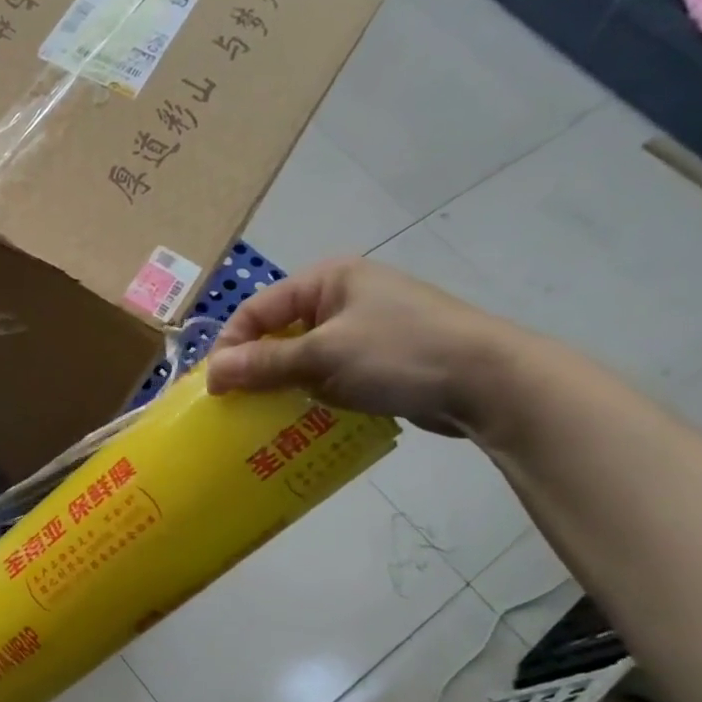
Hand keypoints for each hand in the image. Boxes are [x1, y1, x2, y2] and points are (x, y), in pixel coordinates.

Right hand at [205, 257, 524, 436]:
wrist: (489, 381)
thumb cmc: (400, 353)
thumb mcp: (323, 356)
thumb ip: (264, 363)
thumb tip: (211, 373)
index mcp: (327, 280)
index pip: (256, 309)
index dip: (231, 346)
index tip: (216, 388)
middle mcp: (342, 298)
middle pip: (277, 333)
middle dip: (254, 369)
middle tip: (237, 404)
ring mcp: (363, 329)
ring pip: (301, 358)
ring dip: (282, 386)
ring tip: (265, 417)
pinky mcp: (379, 360)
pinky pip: (328, 375)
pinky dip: (311, 395)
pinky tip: (302, 421)